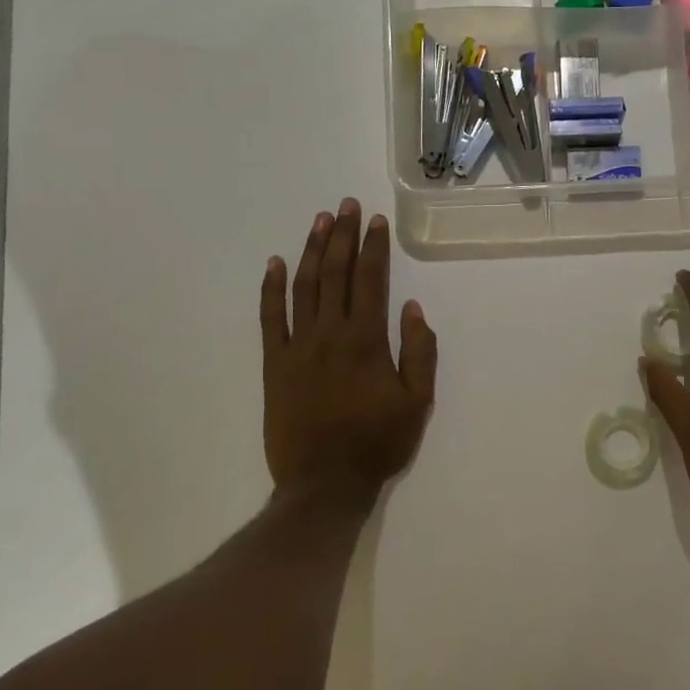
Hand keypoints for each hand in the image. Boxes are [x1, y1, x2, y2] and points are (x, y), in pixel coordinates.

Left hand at [261, 199, 437, 502]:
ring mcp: (297, 347)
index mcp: (367, 341)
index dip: (373, 247)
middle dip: (342, 236)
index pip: (371, 281)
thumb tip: (412, 308)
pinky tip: (275, 264)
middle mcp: (330, 334)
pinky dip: (271, 289)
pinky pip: (269, 318)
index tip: (375, 220)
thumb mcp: (418, 402)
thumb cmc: (378, 443)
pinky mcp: (274, 364)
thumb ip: (419, 352)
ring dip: (311, 251)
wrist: (324, 484)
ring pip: (303, 288)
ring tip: (320, 222)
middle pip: (335, 274)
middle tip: (346, 206)